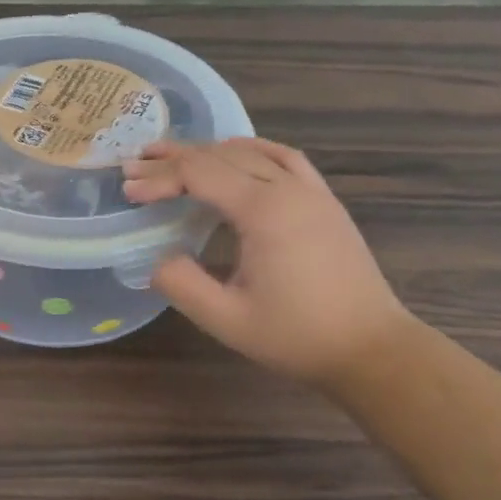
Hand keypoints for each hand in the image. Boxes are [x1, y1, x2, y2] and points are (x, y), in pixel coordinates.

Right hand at [123, 138, 412, 387]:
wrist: (373, 350)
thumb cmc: (297, 336)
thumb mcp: (226, 319)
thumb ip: (181, 284)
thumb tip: (157, 258)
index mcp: (263, 212)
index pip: (199, 175)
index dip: (158, 178)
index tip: (127, 190)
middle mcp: (287, 189)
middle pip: (220, 157)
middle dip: (173, 159)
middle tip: (135, 164)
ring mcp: (311, 191)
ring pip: (250, 152)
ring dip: (207, 150)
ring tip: (173, 154)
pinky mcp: (324, 201)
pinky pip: (284, 157)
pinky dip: (251, 149)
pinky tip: (235, 153)